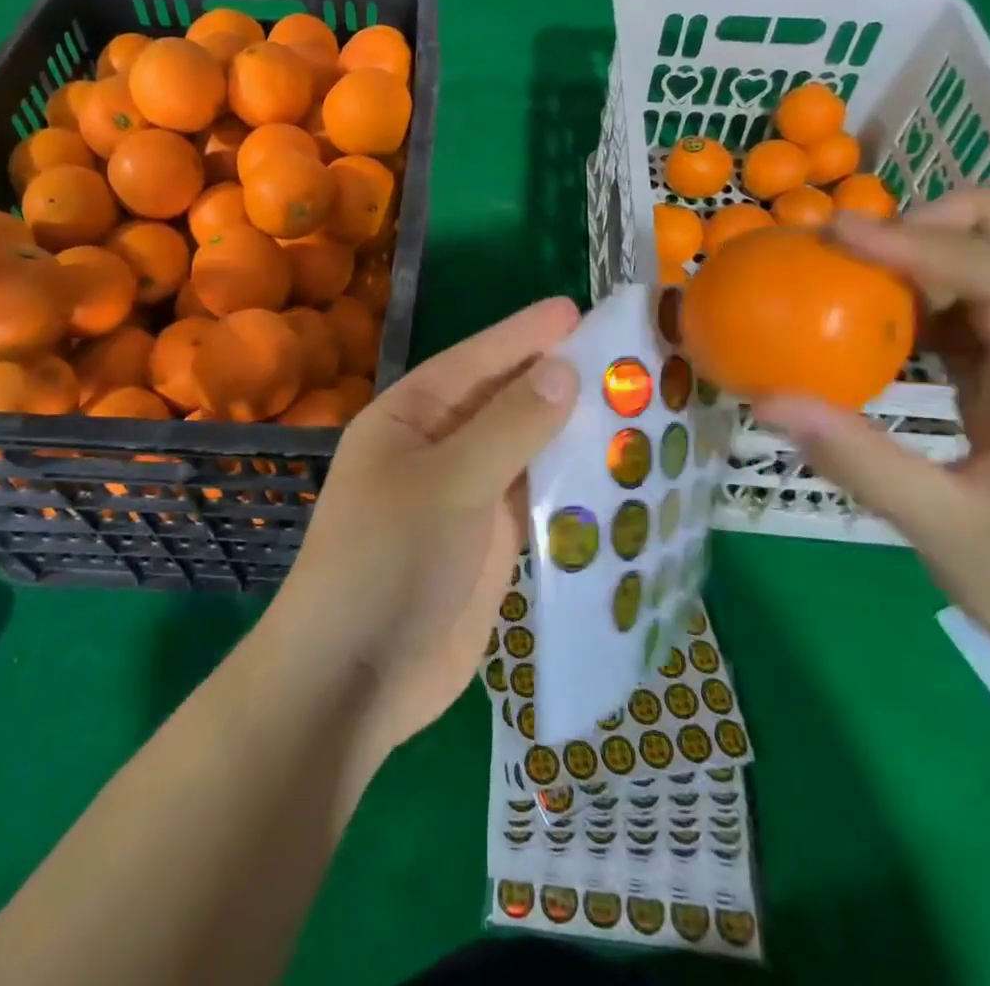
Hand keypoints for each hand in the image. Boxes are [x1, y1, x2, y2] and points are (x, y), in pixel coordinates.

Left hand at [267, 297, 579, 753]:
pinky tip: (616, 471)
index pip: (474, 361)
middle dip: (555, 379)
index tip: (575, 309)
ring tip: (633, 405)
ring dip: (571, 432)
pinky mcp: (490, 542)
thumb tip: (564, 369)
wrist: (356, 678)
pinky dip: (571, 485)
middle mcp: (436, 448)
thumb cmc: (387, 561)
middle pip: (504, 402)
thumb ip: (508, 426)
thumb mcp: (448, 482)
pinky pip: (537, 499)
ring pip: (525, 450)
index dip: (523, 334)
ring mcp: (465, 497)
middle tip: (621, 356)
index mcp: (409, 418)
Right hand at [751, 191, 989, 693]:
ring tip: (873, 273)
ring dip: (956, 244)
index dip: (919, 243)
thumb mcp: (947, 534)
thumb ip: (856, 459)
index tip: (836, 236)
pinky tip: (891, 322)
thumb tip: (766, 399)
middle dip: (967, 213)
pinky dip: (946, 290)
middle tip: (881, 244)